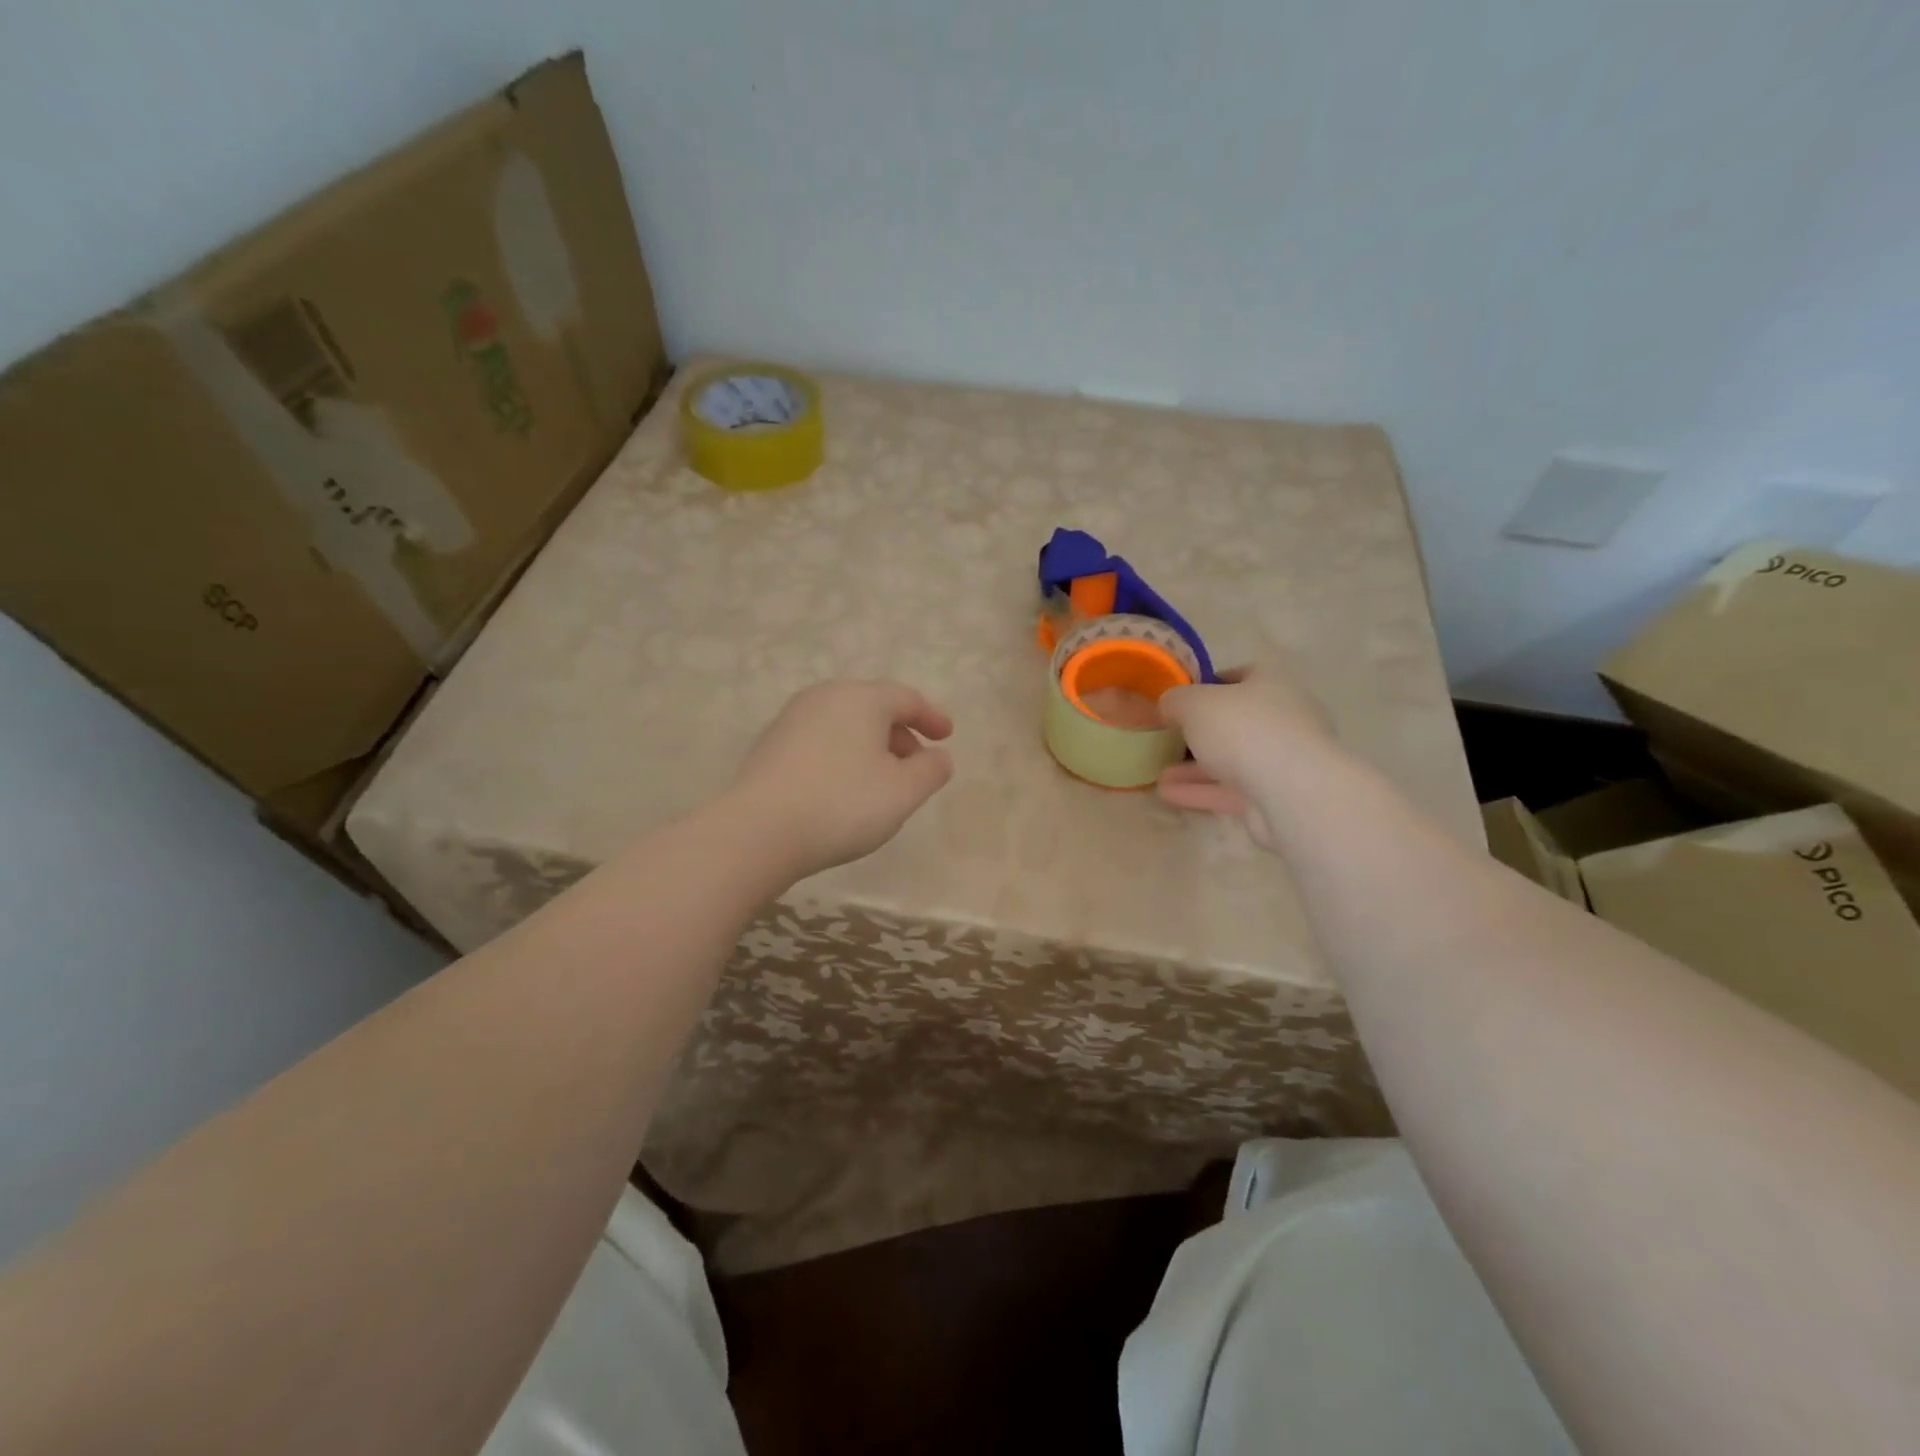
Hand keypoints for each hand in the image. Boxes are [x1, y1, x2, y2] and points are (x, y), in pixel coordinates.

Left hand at [730, 680, 954, 877]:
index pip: (907, 698)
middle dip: (900, 733)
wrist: (760, 830)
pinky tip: (843, 787)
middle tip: (916, 763)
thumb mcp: (904, 792)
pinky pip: (820, 740)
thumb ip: (931, 770)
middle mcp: (825, 696)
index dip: (932, 717)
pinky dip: (842, 755)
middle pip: (873, 707)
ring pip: (845, 723)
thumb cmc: (843, 804)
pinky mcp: (771, 745)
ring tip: (882, 780)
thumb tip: (939, 756)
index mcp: (862, 698)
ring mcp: (792, 718)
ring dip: (870, 746)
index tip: (947, 738)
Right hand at [1156, 665, 1332, 850]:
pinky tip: (1168, 794)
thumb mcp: (1194, 703)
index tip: (1182, 698)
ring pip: (1232, 760)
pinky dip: (1201, 791)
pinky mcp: (1275, 796)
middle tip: (1169, 738)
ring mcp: (1281, 760)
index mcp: (1272, 684)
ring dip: (1195, 767)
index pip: (1243, 675)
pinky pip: (1231, 790)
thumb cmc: (1243, 729)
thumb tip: (1167, 706)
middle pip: (1236, 721)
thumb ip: (1175, 701)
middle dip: (1200, 732)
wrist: (1291, 791)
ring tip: (1158, 773)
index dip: (1210, 683)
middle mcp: (1283, 719)